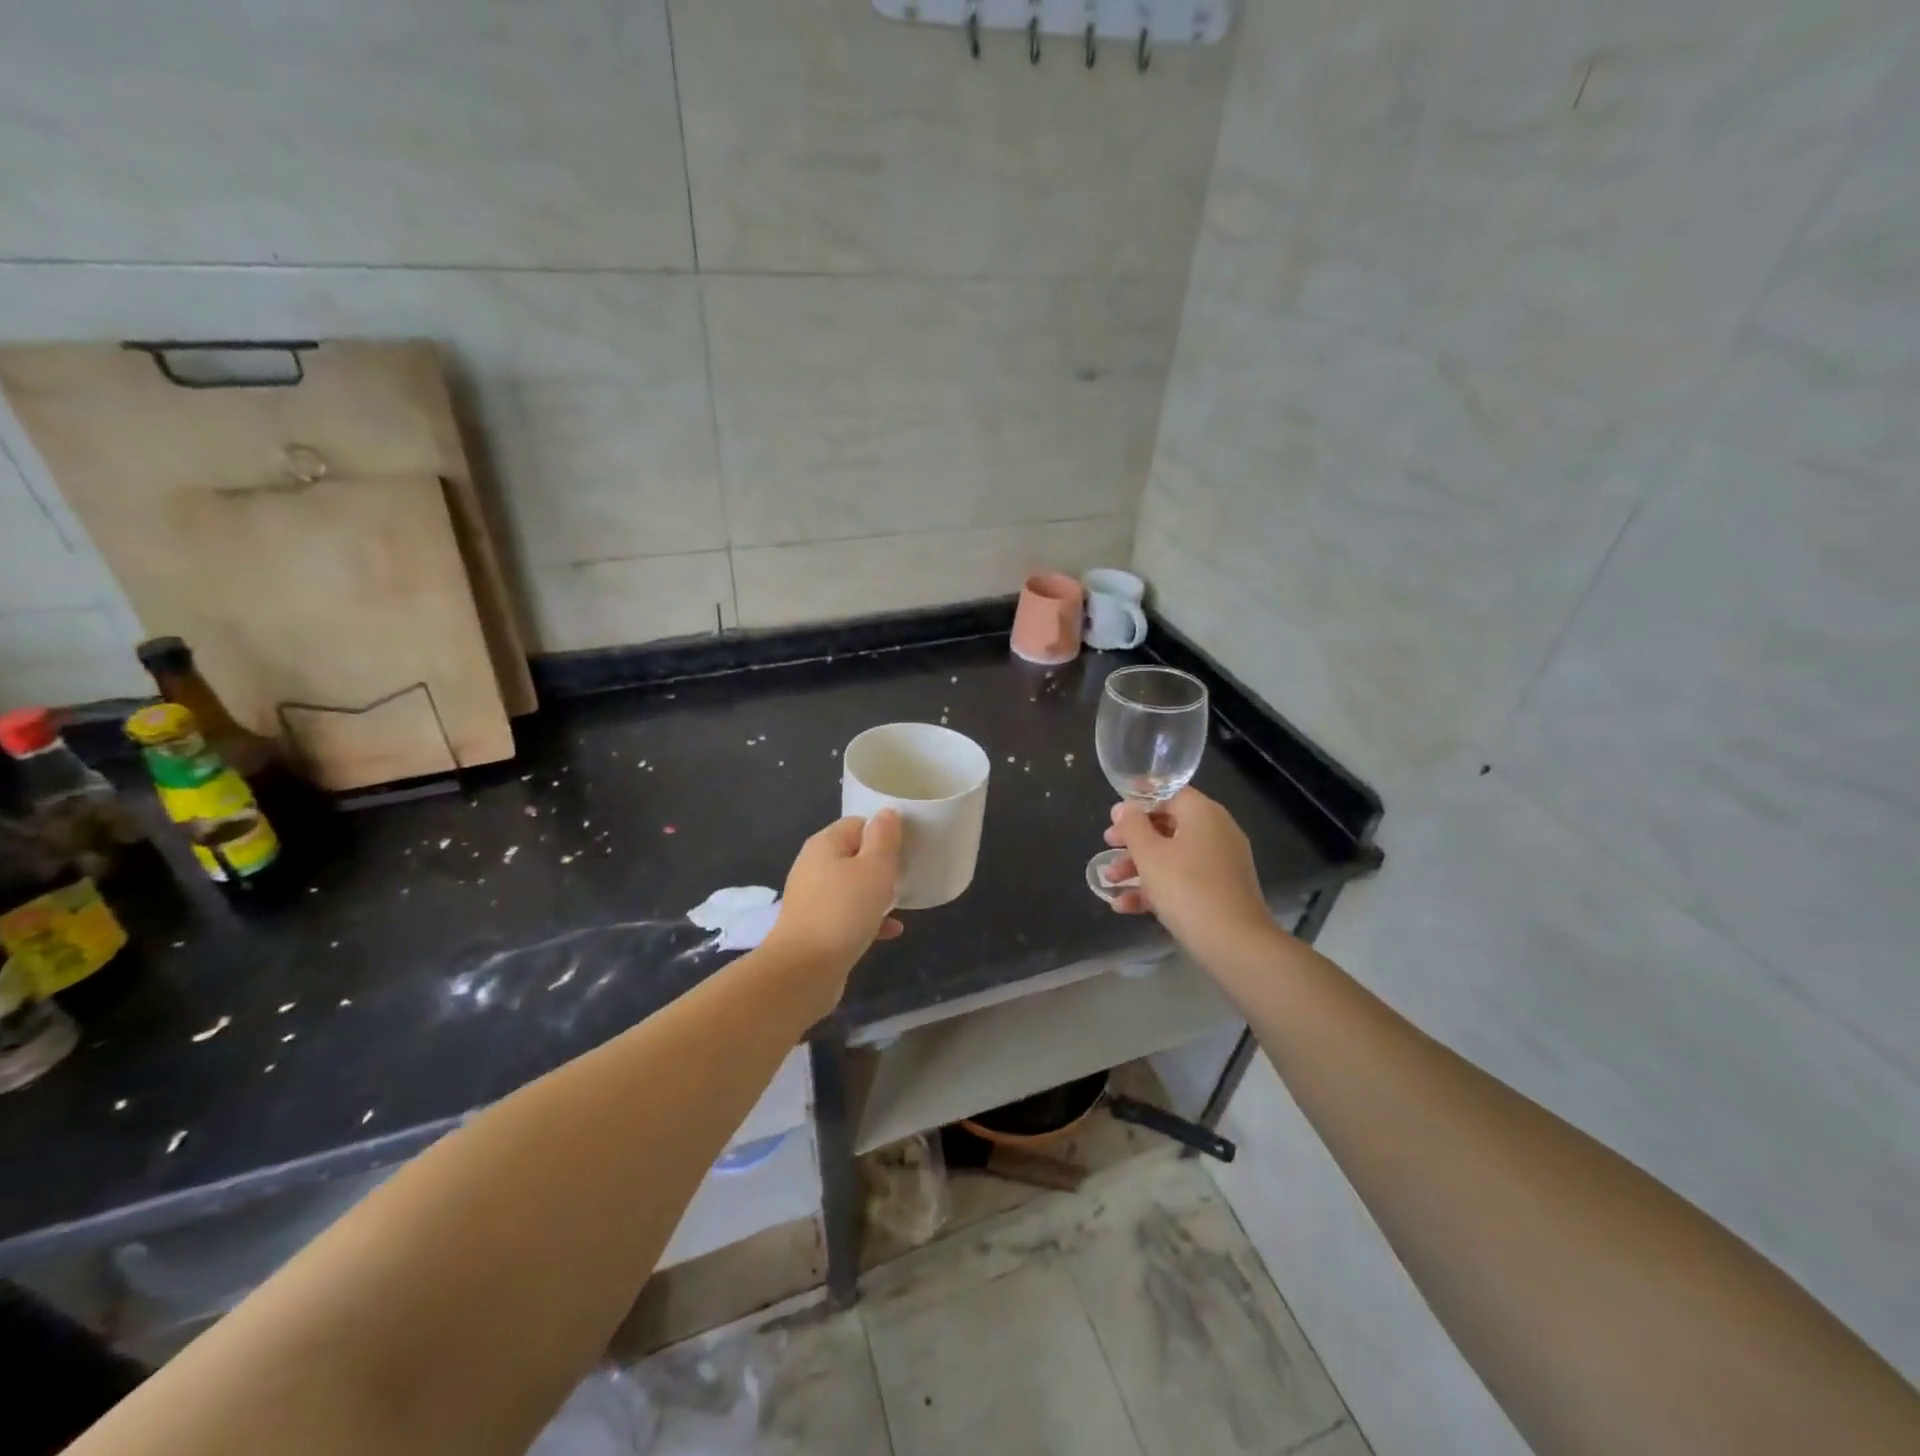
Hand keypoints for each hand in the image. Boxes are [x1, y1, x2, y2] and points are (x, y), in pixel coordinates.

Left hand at [765, 811, 903, 981]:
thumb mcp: (874, 869)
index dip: (884, 832)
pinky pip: (847, 915)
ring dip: (876, 894)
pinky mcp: (816, 928)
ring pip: (852, 887)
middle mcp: (814, 867)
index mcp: (824, 845)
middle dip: (881, 864)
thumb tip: (886, 814)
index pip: (858, 824)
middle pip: (854, 855)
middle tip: (906, 874)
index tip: (907, 847)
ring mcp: (813, 899)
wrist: (804, 970)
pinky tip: (891, 931)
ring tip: (902, 902)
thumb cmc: (844, 911)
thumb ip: (884, 839)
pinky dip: (868, 920)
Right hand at [1102, 788, 1273, 958]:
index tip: (1114, 813)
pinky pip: (1183, 880)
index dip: (1139, 800)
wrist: (1234, 943)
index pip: (1169, 794)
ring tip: (1110, 883)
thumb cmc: (1186, 888)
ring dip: (1139, 867)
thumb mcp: (1149, 854)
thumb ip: (1132, 826)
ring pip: (1173, 856)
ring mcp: (1220, 863)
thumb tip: (1123, 808)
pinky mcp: (1220, 891)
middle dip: (1133, 839)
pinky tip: (1124, 906)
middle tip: (1108, 846)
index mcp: (1202, 813)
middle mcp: (1216, 832)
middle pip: (1168, 826)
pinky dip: (1157, 888)